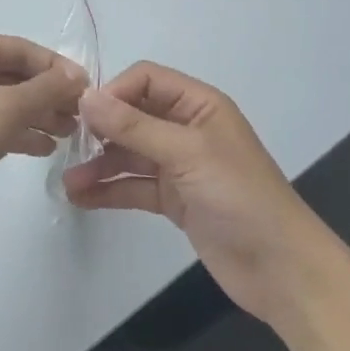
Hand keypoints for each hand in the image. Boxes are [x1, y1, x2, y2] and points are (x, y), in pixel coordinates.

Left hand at [0, 31, 86, 241]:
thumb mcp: (7, 107)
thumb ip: (47, 89)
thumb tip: (79, 75)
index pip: (23, 49)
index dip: (57, 68)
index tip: (87, 90)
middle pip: (16, 75)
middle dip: (49, 94)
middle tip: (82, 116)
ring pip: (7, 101)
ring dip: (38, 114)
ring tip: (70, 133)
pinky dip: (19, 132)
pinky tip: (44, 148)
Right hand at [62, 62, 329, 326]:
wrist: (282, 270)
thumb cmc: (239, 196)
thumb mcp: (186, 153)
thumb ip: (134, 126)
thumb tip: (86, 97)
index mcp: (199, 104)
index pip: (146, 80)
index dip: (114, 92)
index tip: (83, 115)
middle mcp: (187, 128)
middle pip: (134, 115)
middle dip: (101, 130)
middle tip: (67, 147)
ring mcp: (181, 165)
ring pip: (130, 153)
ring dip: (100, 164)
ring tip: (67, 184)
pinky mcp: (175, 199)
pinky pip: (135, 185)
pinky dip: (110, 190)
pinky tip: (82, 199)